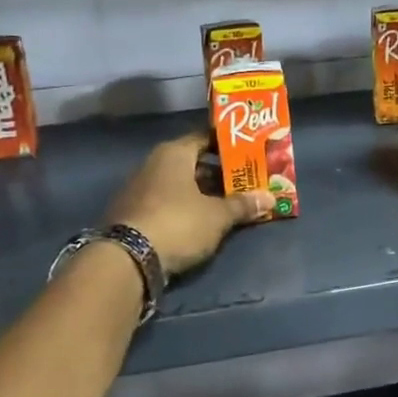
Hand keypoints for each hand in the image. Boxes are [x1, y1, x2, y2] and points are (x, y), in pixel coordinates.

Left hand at [106, 132, 272, 277]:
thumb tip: (270, 198)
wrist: (127, 259)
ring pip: (181, 185)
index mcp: (174, 153)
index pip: (206, 137)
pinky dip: (187, 208)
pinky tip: (204, 222)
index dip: (229, 145)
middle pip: (194, 162)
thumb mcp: (217, 216)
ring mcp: (140, 189)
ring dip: (205, 193)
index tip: (251, 152)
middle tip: (247, 182)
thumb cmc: (178, 223)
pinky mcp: (134, 214)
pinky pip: (168, 203)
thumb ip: (243, 205)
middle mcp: (154, 164)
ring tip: (232, 204)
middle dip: (221, 173)